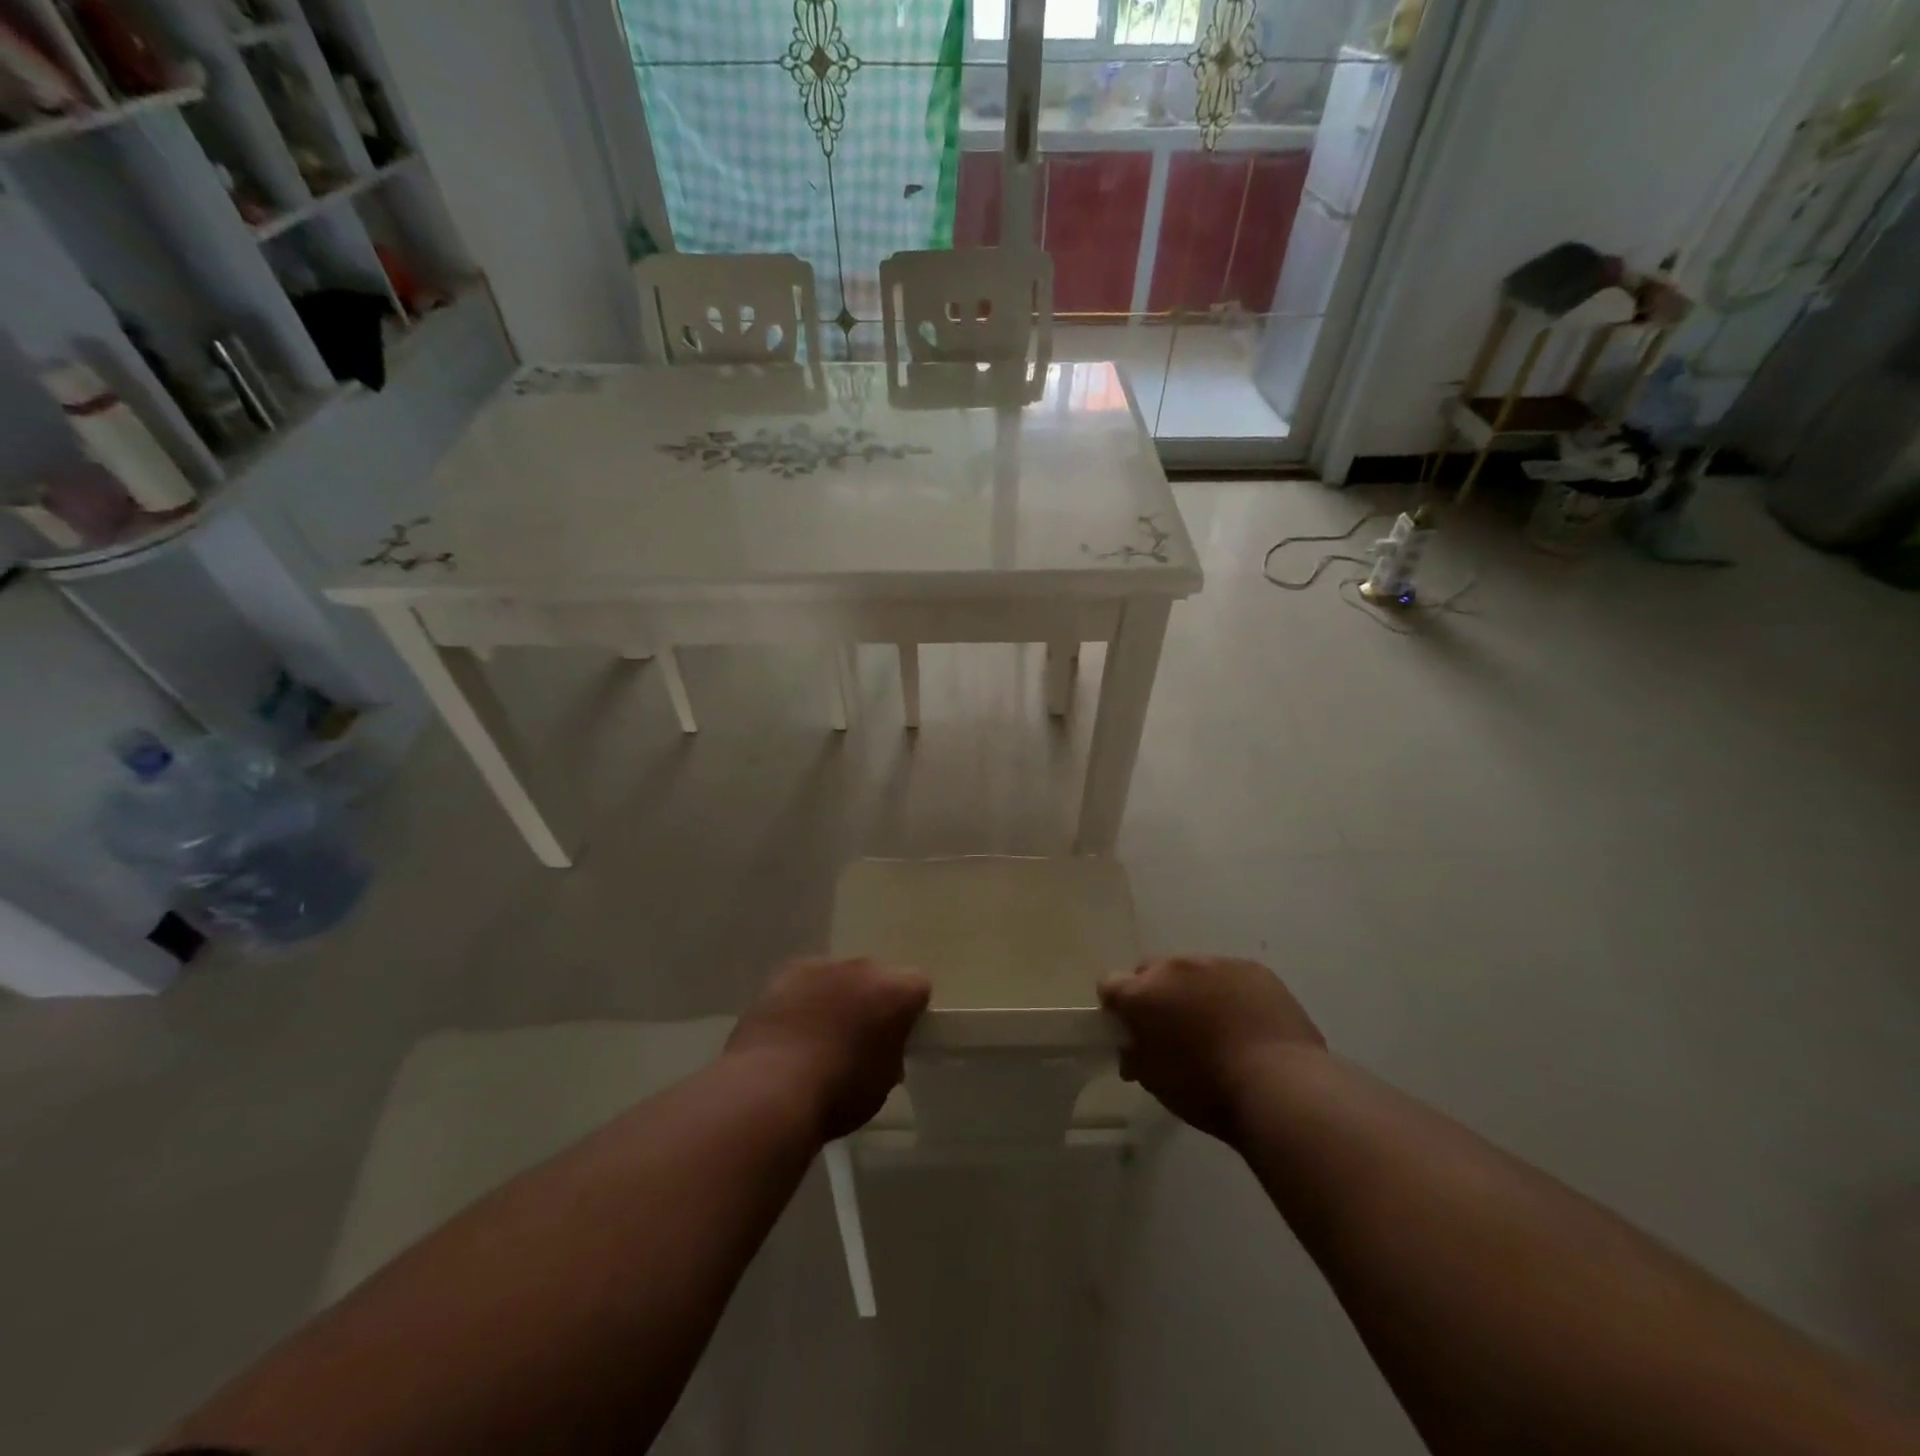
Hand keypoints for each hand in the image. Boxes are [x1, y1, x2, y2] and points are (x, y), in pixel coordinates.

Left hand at [726, 958, 930, 1140]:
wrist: (770, 1088)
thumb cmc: (838, 1093)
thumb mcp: (882, 1084)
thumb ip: (891, 1056)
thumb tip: (882, 1049)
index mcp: (896, 992)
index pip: (918, 987)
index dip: (911, 1012)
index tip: (898, 1038)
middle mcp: (863, 968)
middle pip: (877, 977)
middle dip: (872, 1001)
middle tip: (859, 1038)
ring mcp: (822, 966)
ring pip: (840, 977)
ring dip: (837, 997)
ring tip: (819, 1037)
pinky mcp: (786, 972)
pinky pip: (806, 981)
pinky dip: (804, 999)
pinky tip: (791, 1030)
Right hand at [1099, 956, 1324, 1145]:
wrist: (1282, 1087)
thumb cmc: (1209, 1091)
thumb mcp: (1157, 1083)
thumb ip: (1136, 1056)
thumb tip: (1133, 1047)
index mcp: (1144, 994)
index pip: (1110, 985)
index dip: (1116, 1007)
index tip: (1130, 1030)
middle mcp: (1175, 968)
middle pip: (1151, 971)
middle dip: (1155, 994)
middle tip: (1172, 1029)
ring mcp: (1217, 963)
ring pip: (1193, 971)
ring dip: (1194, 991)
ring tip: (1216, 1027)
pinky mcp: (1254, 969)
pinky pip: (1230, 975)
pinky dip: (1230, 993)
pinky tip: (1246, 1024)